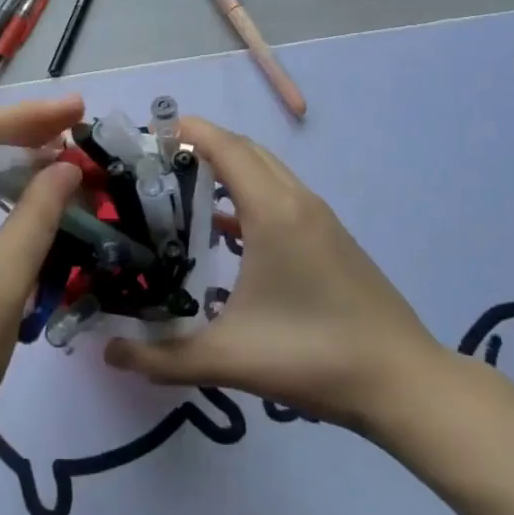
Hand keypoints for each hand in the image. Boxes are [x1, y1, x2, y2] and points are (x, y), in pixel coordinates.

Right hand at [103, 116, 449, 439]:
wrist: (405, 383)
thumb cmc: (314, 356)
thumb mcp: (229, 359)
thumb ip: (161, 357)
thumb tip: (108, 352)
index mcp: (273, 212)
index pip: (224, 146)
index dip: (186, 131)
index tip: (147, 136)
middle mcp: (297, 201)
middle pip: (244, 150)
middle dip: (201, 146)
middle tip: (156, 166)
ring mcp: (319, 218)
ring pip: (266, 172)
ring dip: (227, 170)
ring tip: (182, 193)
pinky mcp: (331, 238)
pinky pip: (281, 196)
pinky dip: (248, 196)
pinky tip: (225, 234)